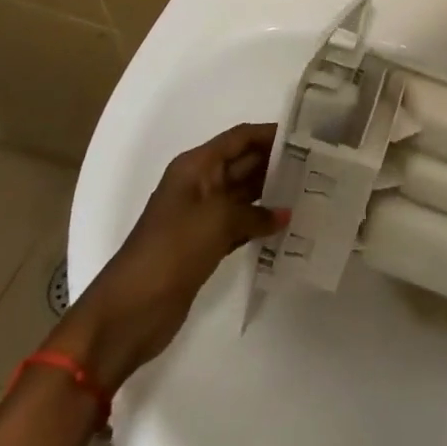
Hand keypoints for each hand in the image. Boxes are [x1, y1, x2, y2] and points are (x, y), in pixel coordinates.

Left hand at [47, 123, 285, 391]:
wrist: (130, 311)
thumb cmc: (172, 251)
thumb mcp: (217, 221)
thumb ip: (255, 213)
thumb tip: (284, 214)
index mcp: (196, 167)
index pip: (239, 138)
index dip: (270, 134)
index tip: (306, 136)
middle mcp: (199, 184)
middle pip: (243, 163)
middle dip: (276, 163)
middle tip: (317, 165)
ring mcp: (201, 216)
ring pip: (243, 194)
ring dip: (271, 193)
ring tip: (309, 192)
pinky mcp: (204, 244)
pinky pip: (239, 223)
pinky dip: (260, 222)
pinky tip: (286, 225)